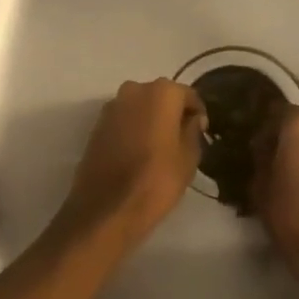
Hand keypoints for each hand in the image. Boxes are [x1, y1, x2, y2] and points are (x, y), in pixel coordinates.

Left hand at [55, 79, 206, 243]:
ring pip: (140, 108)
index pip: (188, 95)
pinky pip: (123, 121)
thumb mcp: (189, 158)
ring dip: (151, 121)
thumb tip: (192, 119)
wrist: (107, 208)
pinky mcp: (96, 125)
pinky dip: (133, 130)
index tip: (201, 133)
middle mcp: (134, 90)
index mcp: (161, 92)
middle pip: (161, 97)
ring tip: (159, 149)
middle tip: (181, 140)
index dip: (197, 114)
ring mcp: (111, 107)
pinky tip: (138, 154)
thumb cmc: (157, 180)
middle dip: (172, 114)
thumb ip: (193, 131)